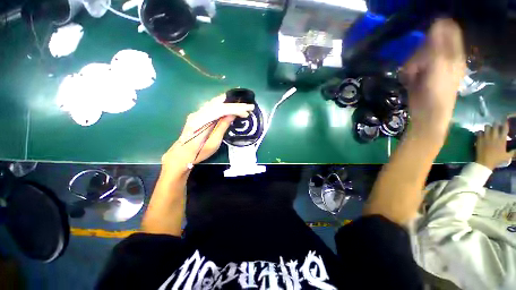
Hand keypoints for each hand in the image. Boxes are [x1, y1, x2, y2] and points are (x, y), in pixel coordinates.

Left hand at [162, 94, 254, 171]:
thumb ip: (222, 127)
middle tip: (247, 105)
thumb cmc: (199, 152)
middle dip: (234, 104)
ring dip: (229, 103)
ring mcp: (197, 113)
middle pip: (218, 103)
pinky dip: (223, 105)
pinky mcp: (198, 115)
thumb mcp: (213, 142)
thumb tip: (232, 115)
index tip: (247, 110)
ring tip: (241, 104)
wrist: (182, 154)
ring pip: (215, 103)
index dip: (236, 109)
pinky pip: (212, 106)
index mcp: (201, 121)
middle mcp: (198, 113)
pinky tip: (229, 105)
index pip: (221, 110)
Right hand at [402, 19, 465, 136]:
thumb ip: (438, 44)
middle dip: (419, 52)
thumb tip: (438, 21)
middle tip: (418, 65)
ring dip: (412, 64)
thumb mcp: (438, 65)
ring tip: (412, 75)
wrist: (427, 114)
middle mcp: (444, 58)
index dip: (436, 32)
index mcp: (454, 54)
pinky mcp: (421, 75)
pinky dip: (408, 71)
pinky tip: (410, 79)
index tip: (425, 41)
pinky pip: (412, 66)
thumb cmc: (436, 91)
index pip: (448, 31)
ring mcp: (432, 67)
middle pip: (429, 43)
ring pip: (418, 55)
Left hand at [476, 122, 515, 169]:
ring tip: (488, 129)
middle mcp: (494, 136)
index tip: (504, 123)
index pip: (505, 128)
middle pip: (495, 125)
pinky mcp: (479, 139)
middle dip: (496, 124)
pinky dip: (480, 132)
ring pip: (487, 126)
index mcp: (502, 140)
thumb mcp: (507, 156)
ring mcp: (486, 137)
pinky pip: (479, 131)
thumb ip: (512, 152)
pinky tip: (481, 134)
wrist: (485, 162)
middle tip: (495, 126)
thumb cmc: (497, 160)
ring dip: (488, 127)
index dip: (505, 124)